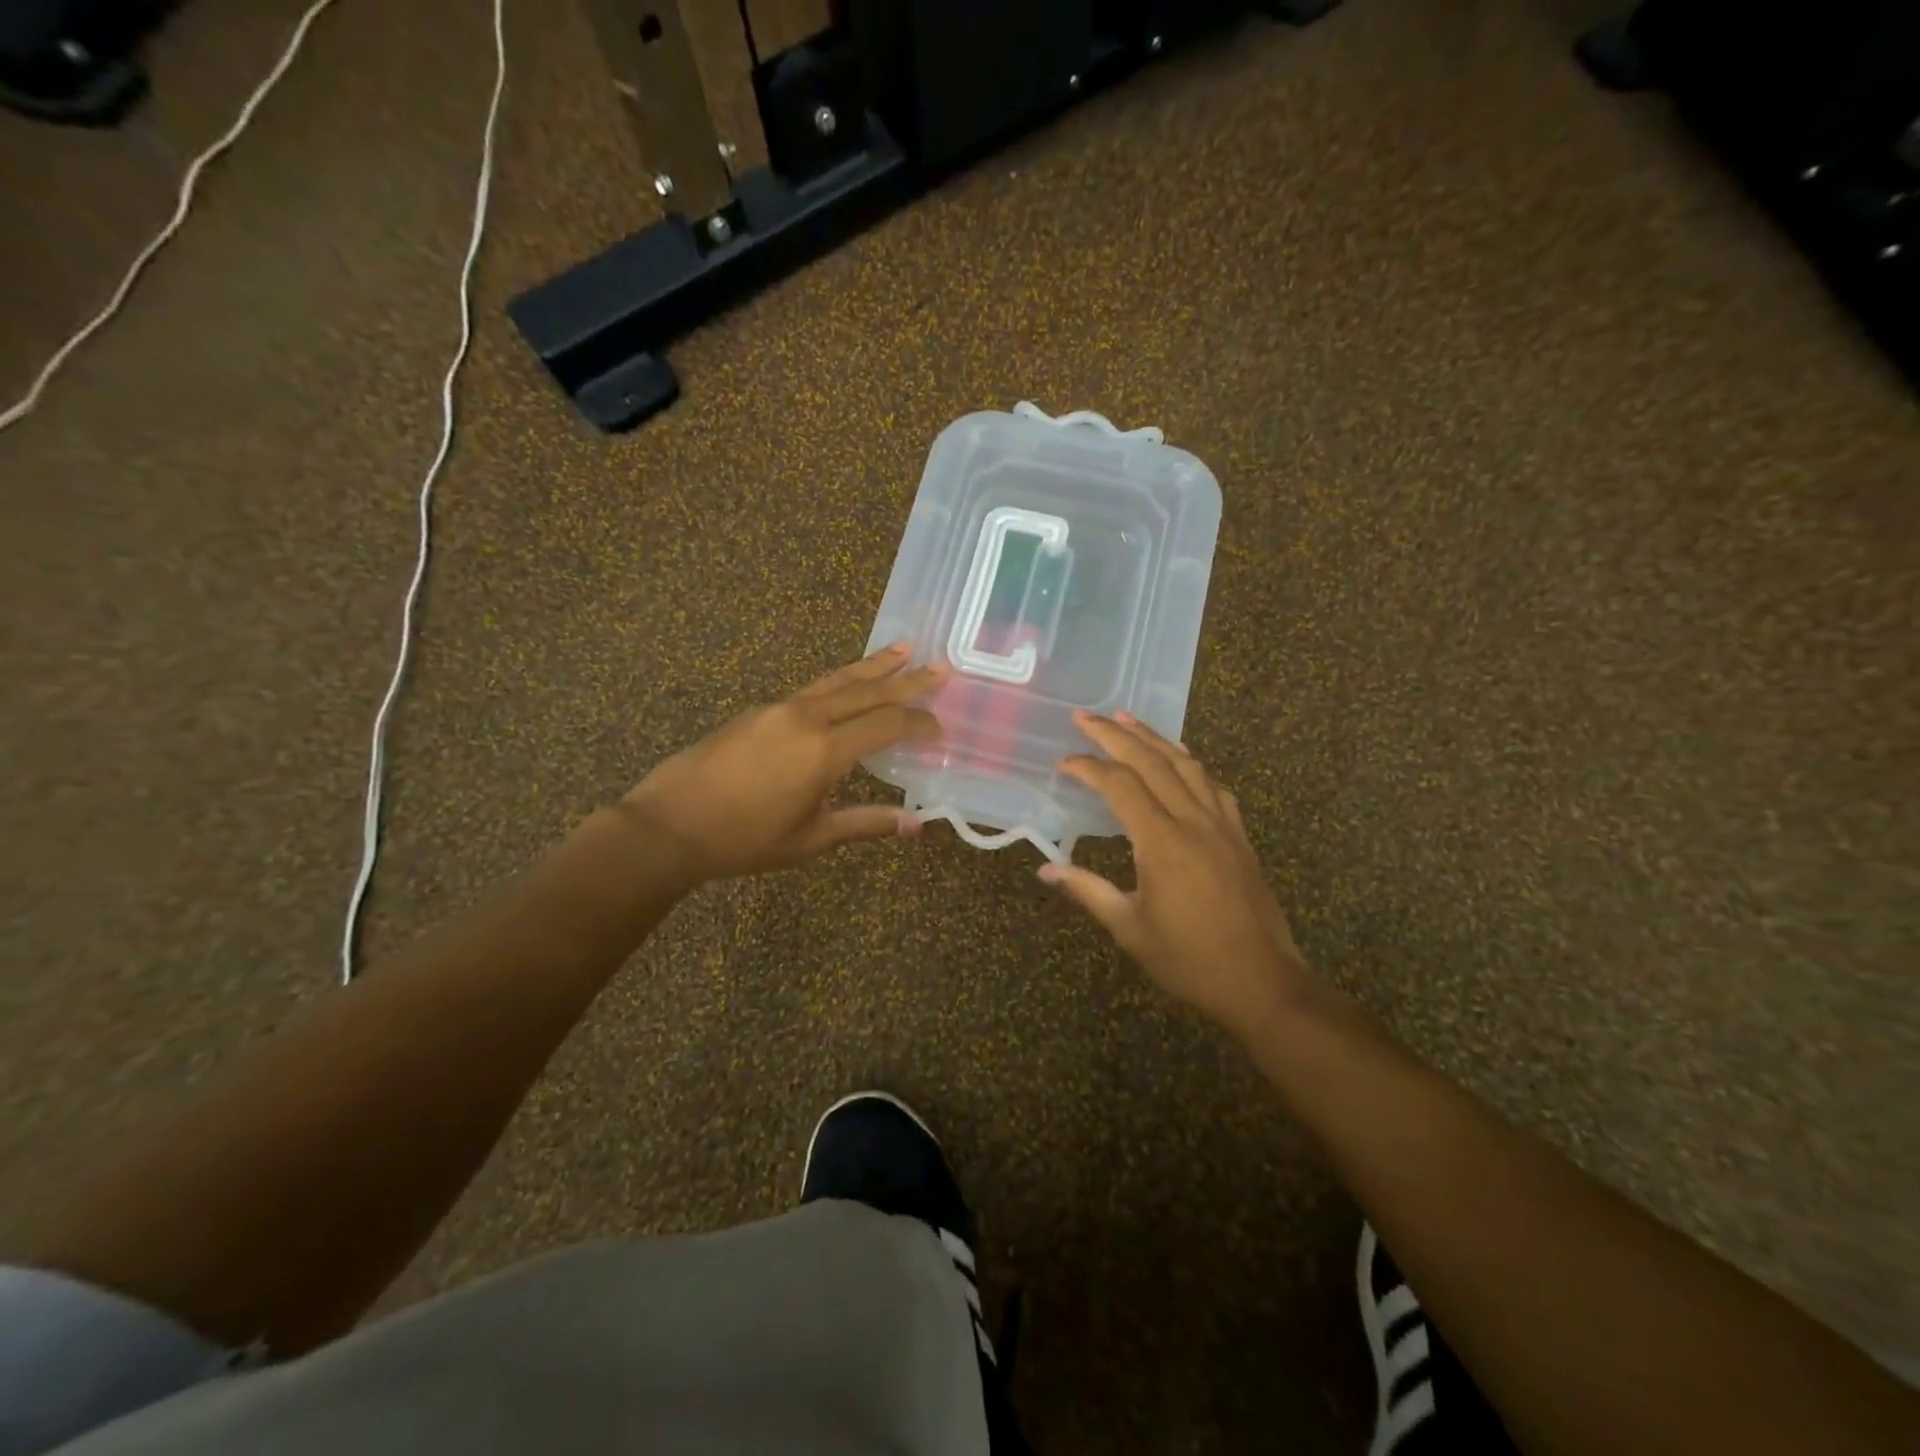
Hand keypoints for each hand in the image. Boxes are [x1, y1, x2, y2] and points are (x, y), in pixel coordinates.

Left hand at [620, 644, 945, 884]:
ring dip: (871, 666)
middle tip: (938, 666)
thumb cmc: (743, 840)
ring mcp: (778, 708)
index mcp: (824, 751)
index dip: (918, 724)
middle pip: (866, 690)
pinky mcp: (758, 710)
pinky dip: (839, 681)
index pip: (886, 725)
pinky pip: (811, 688)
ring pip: (836, 680)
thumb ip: (865, 823)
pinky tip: (847, 684)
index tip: (940, 727)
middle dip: (905, 679)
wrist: (669, 825)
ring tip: (900, 649)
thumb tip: (916, 825)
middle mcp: (806, 718)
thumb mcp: (810, 839)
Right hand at [1040, 712, 1313, 1040]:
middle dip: (1115, 734)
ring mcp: (1222, 825)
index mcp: (1162, 842)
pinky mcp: (1239, 836)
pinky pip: (1213, 786)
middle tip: (1086, 715)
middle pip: (1152, 762)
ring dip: (1154, 738)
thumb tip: (1045, 869)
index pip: (1119, 786)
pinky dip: (1190, 764)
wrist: (1262, 983)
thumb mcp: (1129, 929)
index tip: (1062, 762)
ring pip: (1186, 765)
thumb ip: (1087, 891)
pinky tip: (1180, 760)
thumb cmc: (1189, 960)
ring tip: (1128, 719)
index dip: (1088, 767)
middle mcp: (1193, 821)